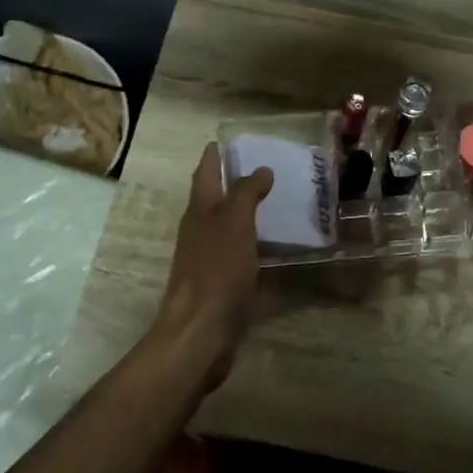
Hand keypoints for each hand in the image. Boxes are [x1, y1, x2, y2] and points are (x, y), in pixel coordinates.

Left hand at [154, 143, 273, 387]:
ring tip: (273, 202)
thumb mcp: (234, 224)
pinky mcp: (221, 284)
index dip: (213, 157)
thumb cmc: (216, 272)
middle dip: (231, 183)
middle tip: (260, 168)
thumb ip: (246, 194)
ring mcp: (209, 259)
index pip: (205, 174)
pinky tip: (272, 246)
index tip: (224, 140)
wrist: (201, 332)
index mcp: (200, 213)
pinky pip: (239, 253)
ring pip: (226, 227)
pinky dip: (253, 243)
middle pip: (213, 199)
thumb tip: (259, 169)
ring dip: (244, 213)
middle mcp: (200, 232)